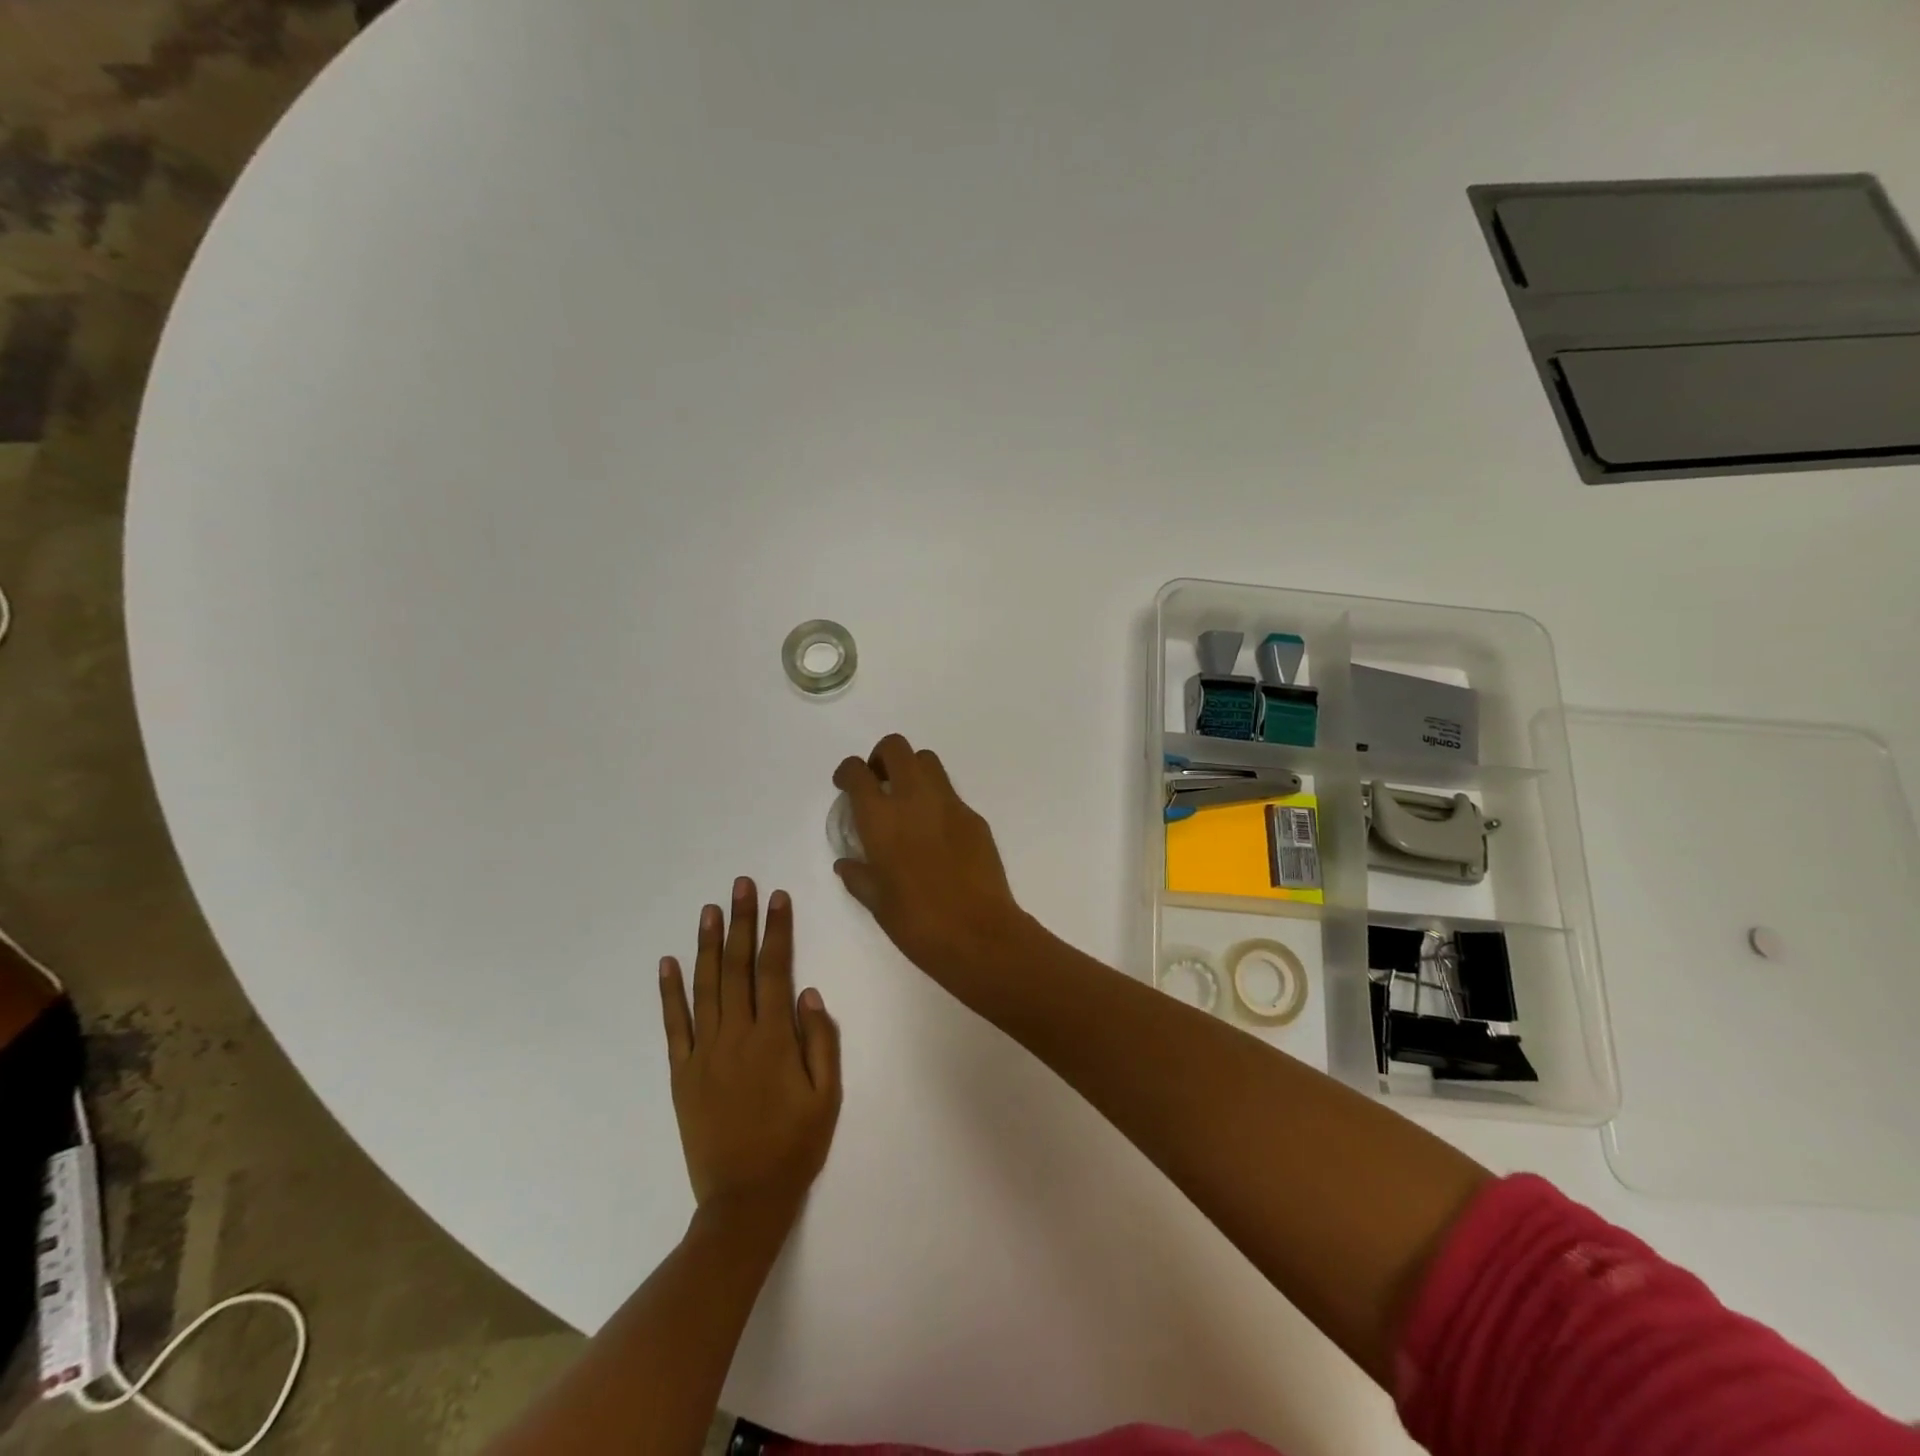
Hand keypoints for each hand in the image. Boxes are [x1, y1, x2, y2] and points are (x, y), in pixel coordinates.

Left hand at [659, 879, 841, 1226]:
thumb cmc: (794, 1146)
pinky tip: (668, 963)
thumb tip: (809, 994)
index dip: (776, 931)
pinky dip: (670, 992)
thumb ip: (821, 1042)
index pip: (774, 970)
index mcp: (773, 1039)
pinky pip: (674, 1025)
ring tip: (709, 909)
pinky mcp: (682, 1073)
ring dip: (707, 945)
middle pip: (737, 967)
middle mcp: (736, 1036)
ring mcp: (703, 1053)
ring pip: (705, 987)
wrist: (744, 1201)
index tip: (777, 898)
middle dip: (740, 922)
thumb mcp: (826, 1096)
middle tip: (741, 885)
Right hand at [832, 734, 1032, 987]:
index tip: (846, 785)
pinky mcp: (974, 817)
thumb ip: (858, 875)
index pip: (857, 772)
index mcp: (881, 818)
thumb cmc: (917, 923)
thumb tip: (847, 863)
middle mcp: (914, 799)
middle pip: (896, 748)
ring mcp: (949, 804)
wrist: (978, 934)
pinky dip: (936, 800)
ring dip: (912, 770)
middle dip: (882, 757)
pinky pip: (950, 794)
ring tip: (907, 801)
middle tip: (879, 782)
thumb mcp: (876, 902)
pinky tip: (936, 833)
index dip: (847, 772)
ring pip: (928, 761)